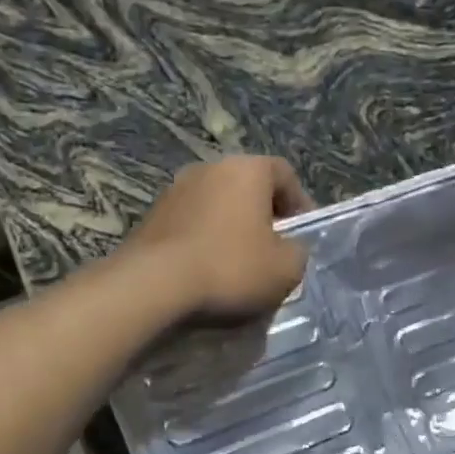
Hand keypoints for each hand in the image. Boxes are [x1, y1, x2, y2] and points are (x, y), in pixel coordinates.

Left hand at [130, 155, 314, 320]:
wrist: (155, 285)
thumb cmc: (230, 268)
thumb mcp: (286, 269)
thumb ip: (298, 251)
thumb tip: (289, 247)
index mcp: (247, 170)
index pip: (284, 174)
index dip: (299, 203)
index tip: (302, 234)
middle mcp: (209, 168)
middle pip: (247, 188)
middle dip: (262, 216)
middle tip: (273, 250)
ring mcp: (175, 190)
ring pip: (217, 206)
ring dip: (231, 229)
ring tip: (238, 264)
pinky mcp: (152, 217)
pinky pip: (191, 225)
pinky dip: (204, 241)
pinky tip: (207, 271)